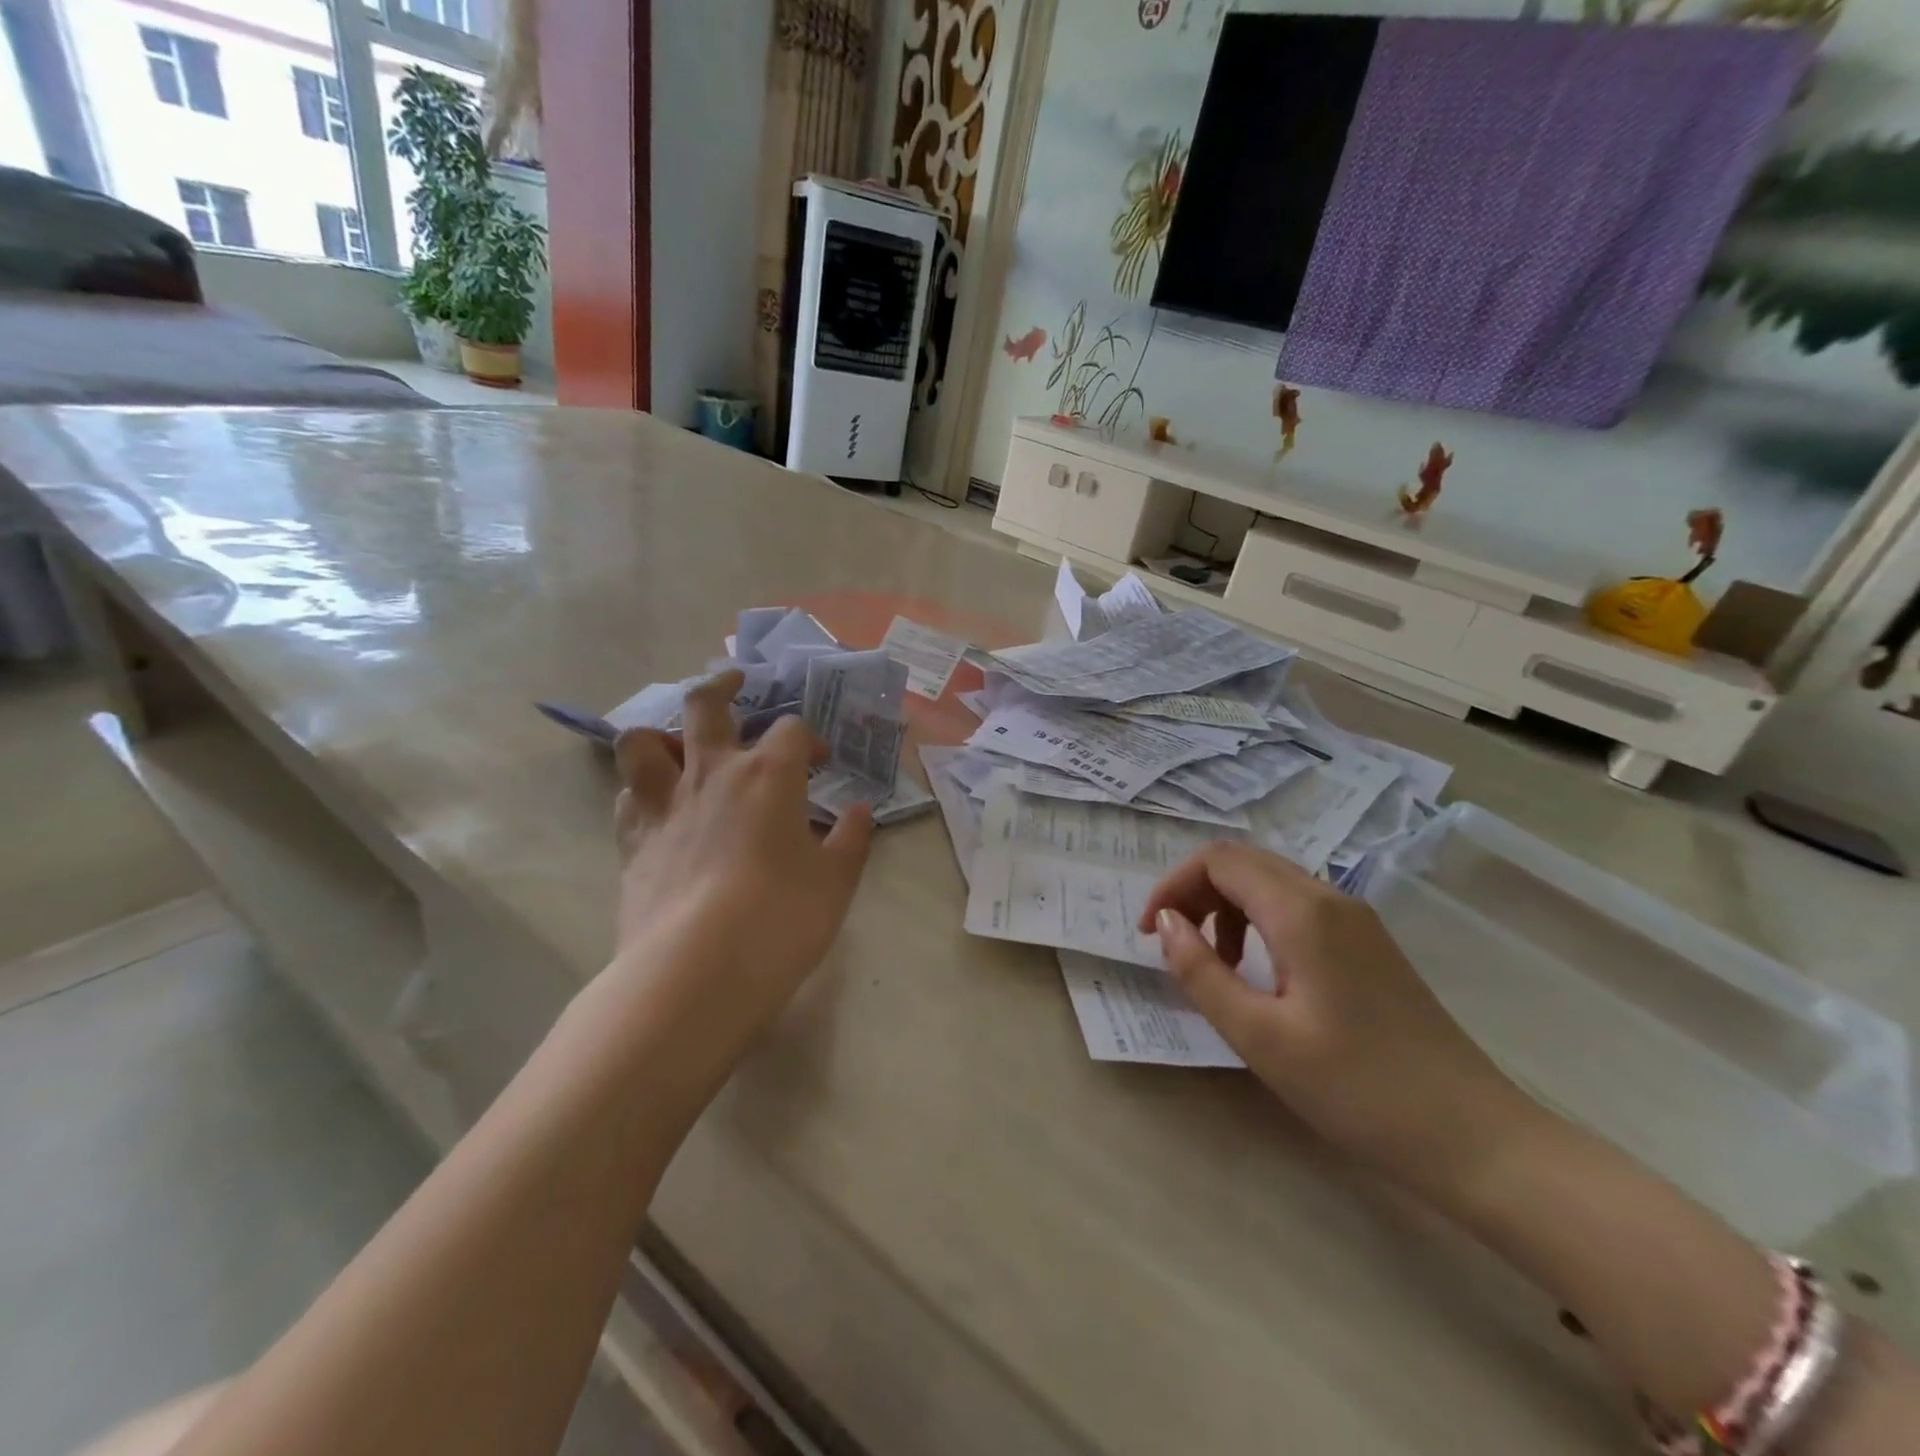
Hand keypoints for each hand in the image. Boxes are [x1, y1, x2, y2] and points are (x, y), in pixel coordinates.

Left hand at [611, 671, 873, 1049]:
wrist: (698, 970)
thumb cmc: (781, 918)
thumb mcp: (836, 881)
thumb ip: (850, 839)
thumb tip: (858, 812)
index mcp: (769, 774)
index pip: (792, 730)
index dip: (810, 739)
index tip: (821, 763)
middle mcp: (712, 773)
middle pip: (706, 704)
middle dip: (723, 686)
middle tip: (736, 685)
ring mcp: (664, 804)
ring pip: (643, 741)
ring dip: (662, 734)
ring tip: (679, 746)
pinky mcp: (632, 841)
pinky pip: (627, 797)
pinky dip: (641, 791)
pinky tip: (658, 808)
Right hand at [1140, 843, 1529, 1198]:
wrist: (1475, 1139)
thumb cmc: (1358, 1090)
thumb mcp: (1260, 1037)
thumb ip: (1202, 972)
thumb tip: (1166, 924)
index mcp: (1302, 912)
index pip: (1218, 861)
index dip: (1173, 886)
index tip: (1150, 934)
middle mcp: (1330, 898)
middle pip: (1244, 863)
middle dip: (1196, 892)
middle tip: (1173, 945)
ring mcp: (1356, 919)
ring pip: (1271, 883)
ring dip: (1227, 908)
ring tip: (1216, 966)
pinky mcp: (1369, 944)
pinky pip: (1298, 908)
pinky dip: (1260, 923)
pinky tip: (1261, 974)